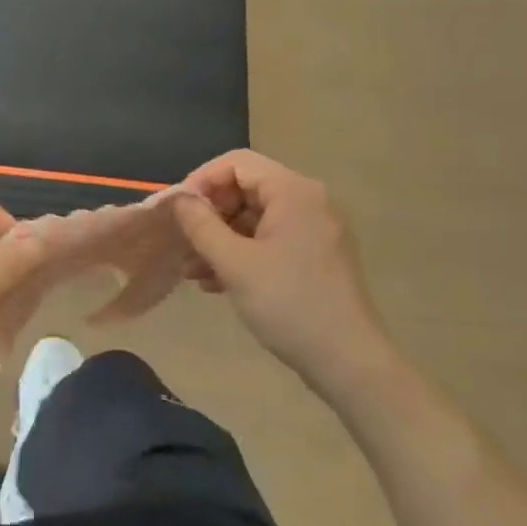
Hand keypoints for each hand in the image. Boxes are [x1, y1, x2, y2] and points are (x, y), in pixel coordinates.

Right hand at [169, 151, 402, 408]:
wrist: (349, 363)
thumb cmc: (288, 304)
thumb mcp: (234, 263)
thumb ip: (200, 225)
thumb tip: (179, 200)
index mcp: (293, 191)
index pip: (236, 163)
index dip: (201, 180)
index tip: (177, 210)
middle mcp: (308, 201)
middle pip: (245, 188)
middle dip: (209, 214)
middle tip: (182, 242)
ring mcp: (314, 229)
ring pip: (254, 218)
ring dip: (220, 238)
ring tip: (191, 269)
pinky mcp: (315, 256)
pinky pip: (269, 240)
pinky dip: (241, 253)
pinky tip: (215, 282)